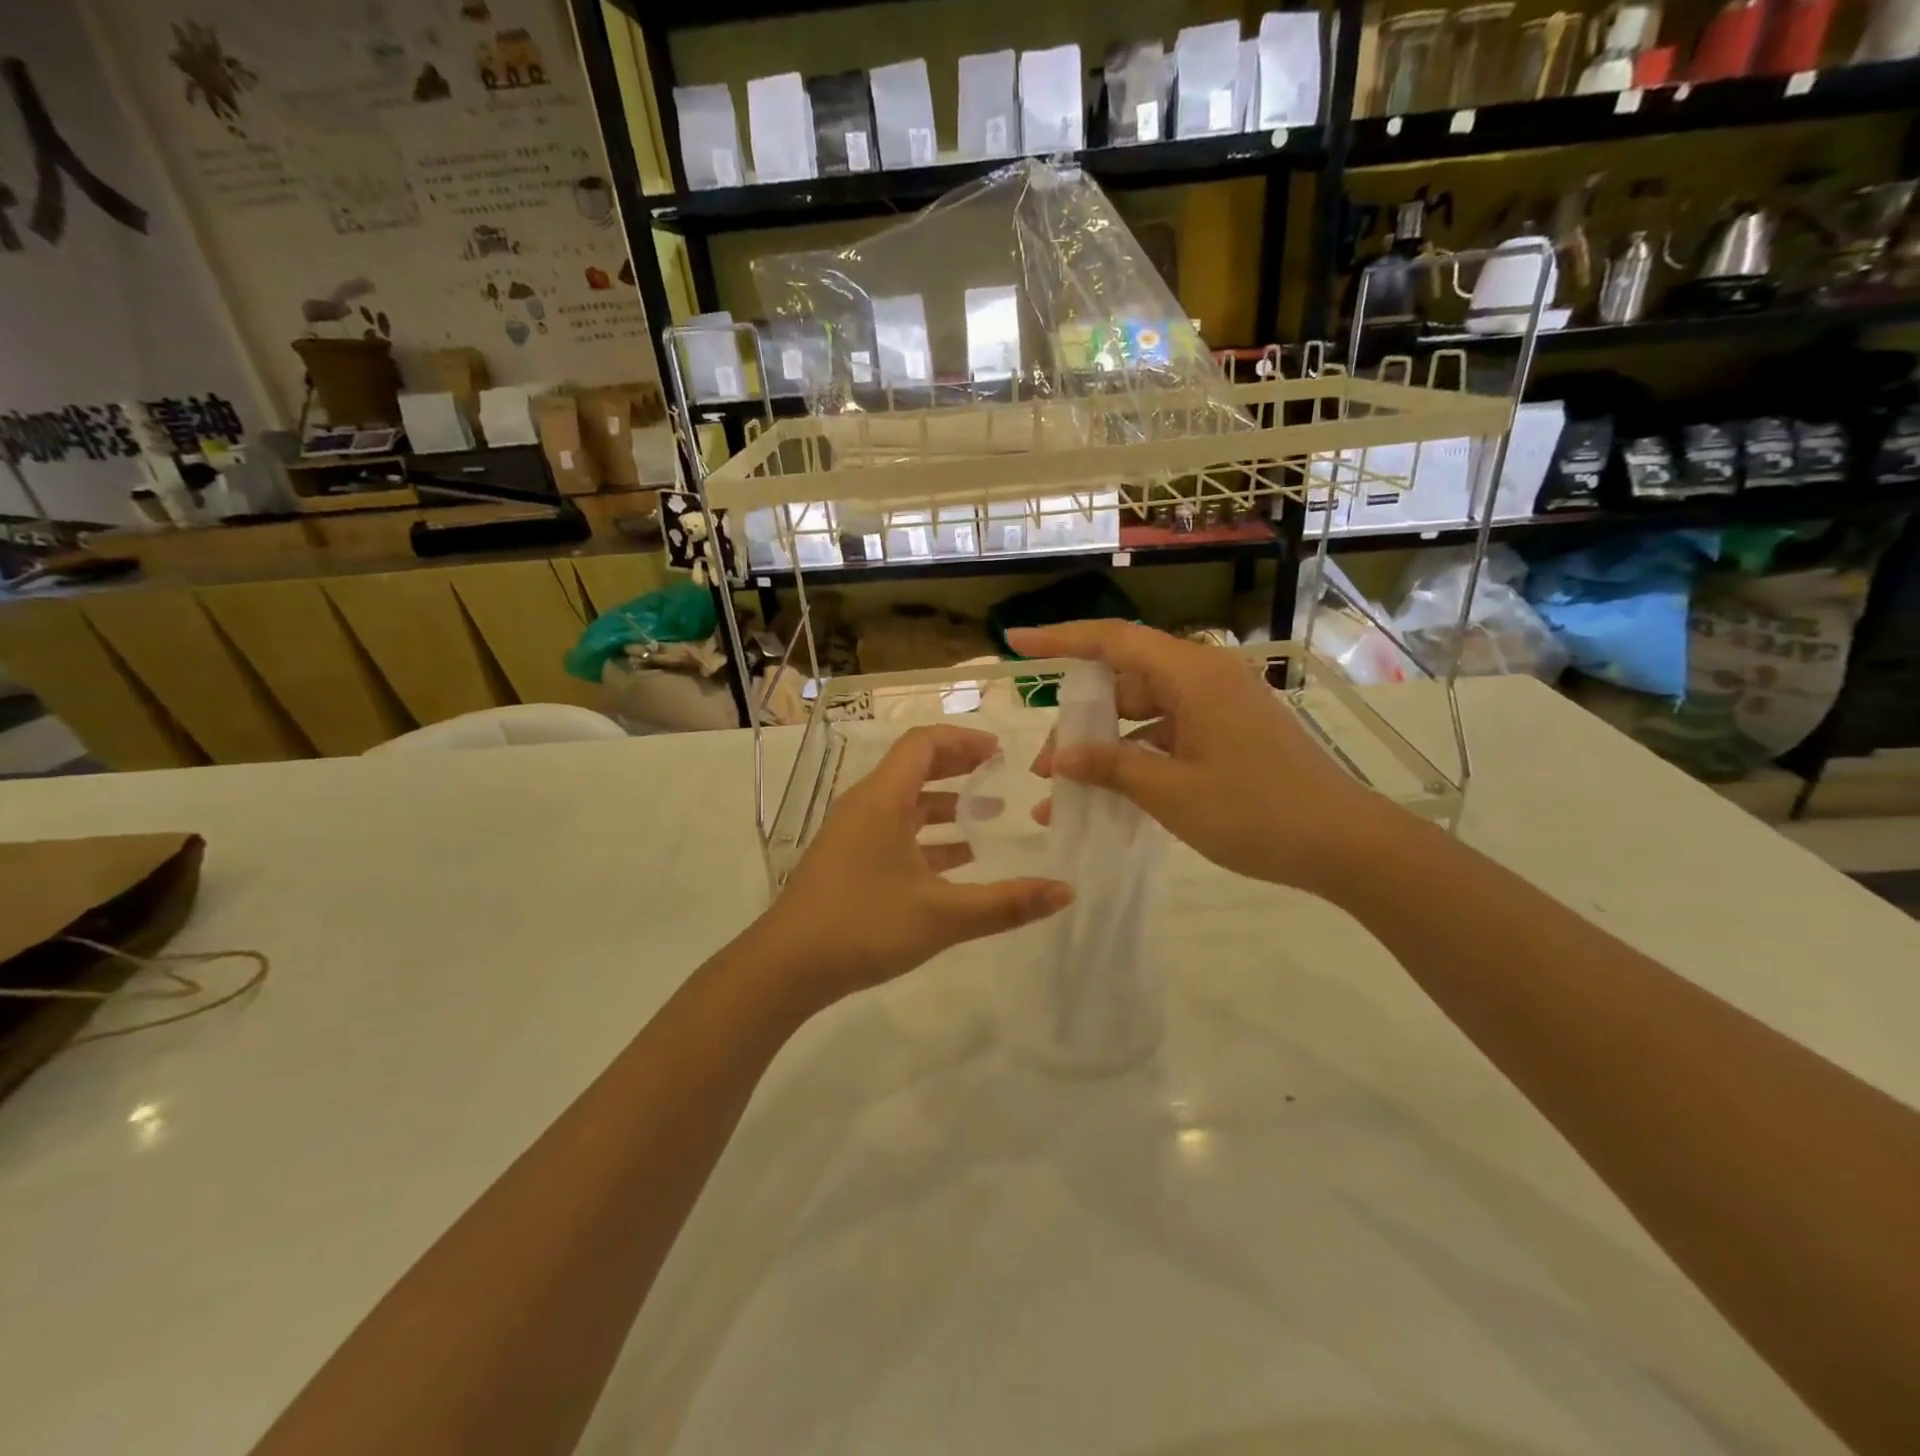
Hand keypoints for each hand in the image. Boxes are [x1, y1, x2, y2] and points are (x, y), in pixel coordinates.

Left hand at [767, 724, 1072, 1006]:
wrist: (785, 967)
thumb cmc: (864, 925)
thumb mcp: (943, 915)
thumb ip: (1006, 903)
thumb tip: (1066, 891)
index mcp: (882, 799)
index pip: (923, 744)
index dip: (963, 740)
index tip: (999, 752)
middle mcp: (864, 806)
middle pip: (913, 768)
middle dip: (957, 769)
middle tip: (998, 777)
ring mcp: (852, 835)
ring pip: (904, 804)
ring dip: (944, 806)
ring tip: (987, 820)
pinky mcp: (847, 862)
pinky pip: (893, 834)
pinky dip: (926, 838)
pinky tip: (956, 863)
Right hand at [1007, 621, 1392, 892]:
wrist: (1344, 844)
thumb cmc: (1256, 812)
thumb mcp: (1171, 792)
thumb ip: (1111, 766)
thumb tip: (1062, 757)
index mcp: (1193, 675)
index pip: (1113, 641)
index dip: (1060, 639)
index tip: (1015, 643)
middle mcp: (1205, 678)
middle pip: (1125, 681)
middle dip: (1079, 720)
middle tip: (1046, 767)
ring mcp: (1220, 706)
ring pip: (1144, 711)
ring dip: (1106, 745)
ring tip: (1068, 789)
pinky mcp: (1229, 733)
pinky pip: (1168, 733)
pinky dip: (1137, 757)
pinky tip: (1111, 794)